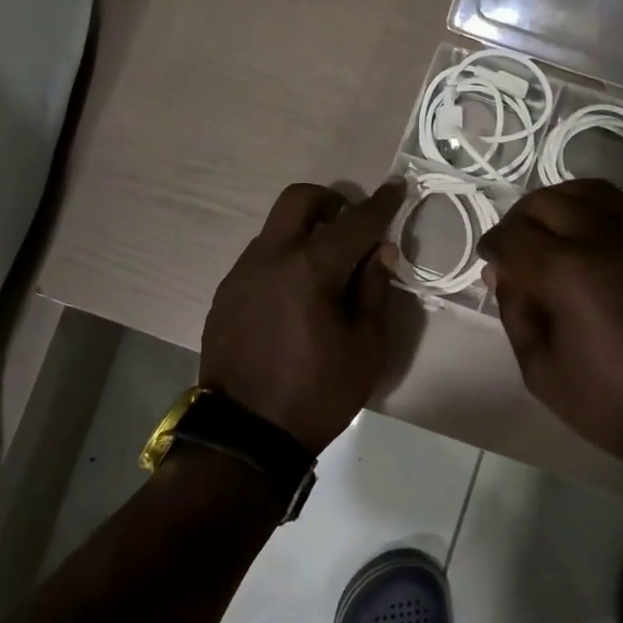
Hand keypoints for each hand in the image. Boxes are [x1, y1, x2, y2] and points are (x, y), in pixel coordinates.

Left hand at [201, 180, 406, 453]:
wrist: (247, 435)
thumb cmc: (318, 394)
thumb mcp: (365, 347)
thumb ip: (374, 290)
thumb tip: (380, 251)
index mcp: (310, 269)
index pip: (355, 222)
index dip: (381, 203)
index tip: (397, 187)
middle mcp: (270, 258)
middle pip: (299, 200)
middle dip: (331, 202)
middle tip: (352, 227)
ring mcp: (242, 273)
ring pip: (276, 227)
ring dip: (305, 231)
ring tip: (325, 268)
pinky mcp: (226, 293)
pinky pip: (260, 256)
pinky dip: (284, 258)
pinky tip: (296, 294)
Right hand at [479, 179, 622, 479]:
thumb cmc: (616, 405)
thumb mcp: (542, 372)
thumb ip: (516, 313)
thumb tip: (504, 274)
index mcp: (568, 273)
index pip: (512, 236)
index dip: (492, 247)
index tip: (490, 264)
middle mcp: (603, 237)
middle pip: (545, 201)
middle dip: (518, 221)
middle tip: (514, 252)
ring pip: (584, 190)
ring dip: (555, 205)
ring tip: (548, 236)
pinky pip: (619, 205)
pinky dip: (590, 209)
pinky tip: (586, 241)